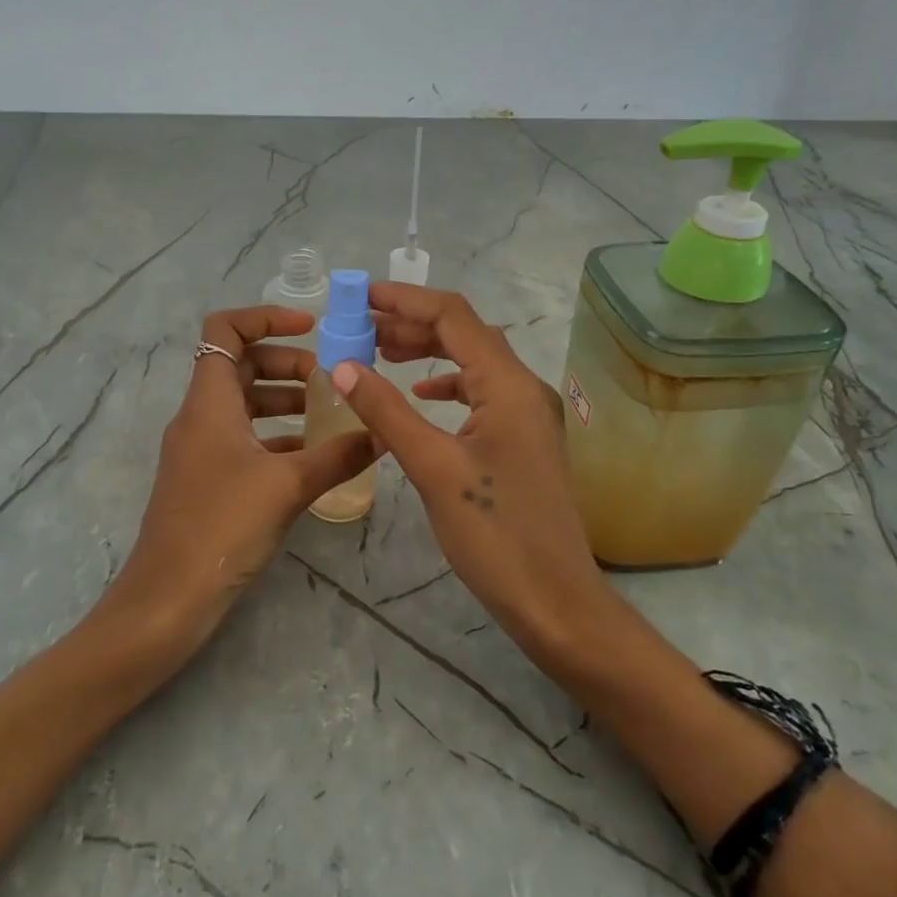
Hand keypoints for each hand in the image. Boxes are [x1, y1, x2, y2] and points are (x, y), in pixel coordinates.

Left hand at [97, 306, 376, 654]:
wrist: (168, 598)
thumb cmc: (222, 526)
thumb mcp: (288, 486)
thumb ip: (339, 455)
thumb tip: (384, 432)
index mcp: (209, 401)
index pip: (225, 330)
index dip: (266, 317)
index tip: (311, 327)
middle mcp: (200, 416)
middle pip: (241, 365)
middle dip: (287, 363)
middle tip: (330, 380)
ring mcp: (200, 449)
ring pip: (243, 404)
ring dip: (284, 400)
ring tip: (328, 414)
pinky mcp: (206, 479)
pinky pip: (243, 439)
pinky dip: (275, 436)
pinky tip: (311, 456)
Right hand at [333, 283, 605, 643]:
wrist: (554, 599)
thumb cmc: (495, 534)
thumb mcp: (433, 468)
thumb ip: (387, 412)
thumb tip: (342, 366)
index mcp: (508, 385)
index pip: (454, 317)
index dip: (405, 300)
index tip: (360, 297)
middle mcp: (524, 389)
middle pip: (465, 334)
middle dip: (412, 324)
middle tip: (360, 327)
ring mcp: (527, 415)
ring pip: (472, 363)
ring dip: (428, 351)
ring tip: (380, 351)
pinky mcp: (521, 440)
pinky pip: (480, 393)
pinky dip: (446, 385)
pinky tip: (420, 396)